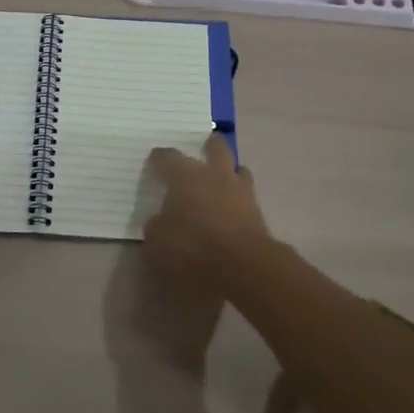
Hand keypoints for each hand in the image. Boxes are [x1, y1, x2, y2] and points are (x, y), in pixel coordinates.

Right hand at [144, 133, 271, 296]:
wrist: (243, 267)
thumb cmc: (192, 248)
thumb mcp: (157, 241)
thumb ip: (156, 225)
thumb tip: (160, 219)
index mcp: (185, 176)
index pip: (168, 157)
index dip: (160, 158)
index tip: (155, 160)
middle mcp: (214, 175)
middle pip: (216, 148)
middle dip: (210, 146)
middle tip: (204, 149)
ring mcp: (240, 191)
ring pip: (238, 169)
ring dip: (230, 172)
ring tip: (222, 179)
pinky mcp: (258, 213)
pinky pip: (247, 196)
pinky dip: (239, 199)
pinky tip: (232, 208)